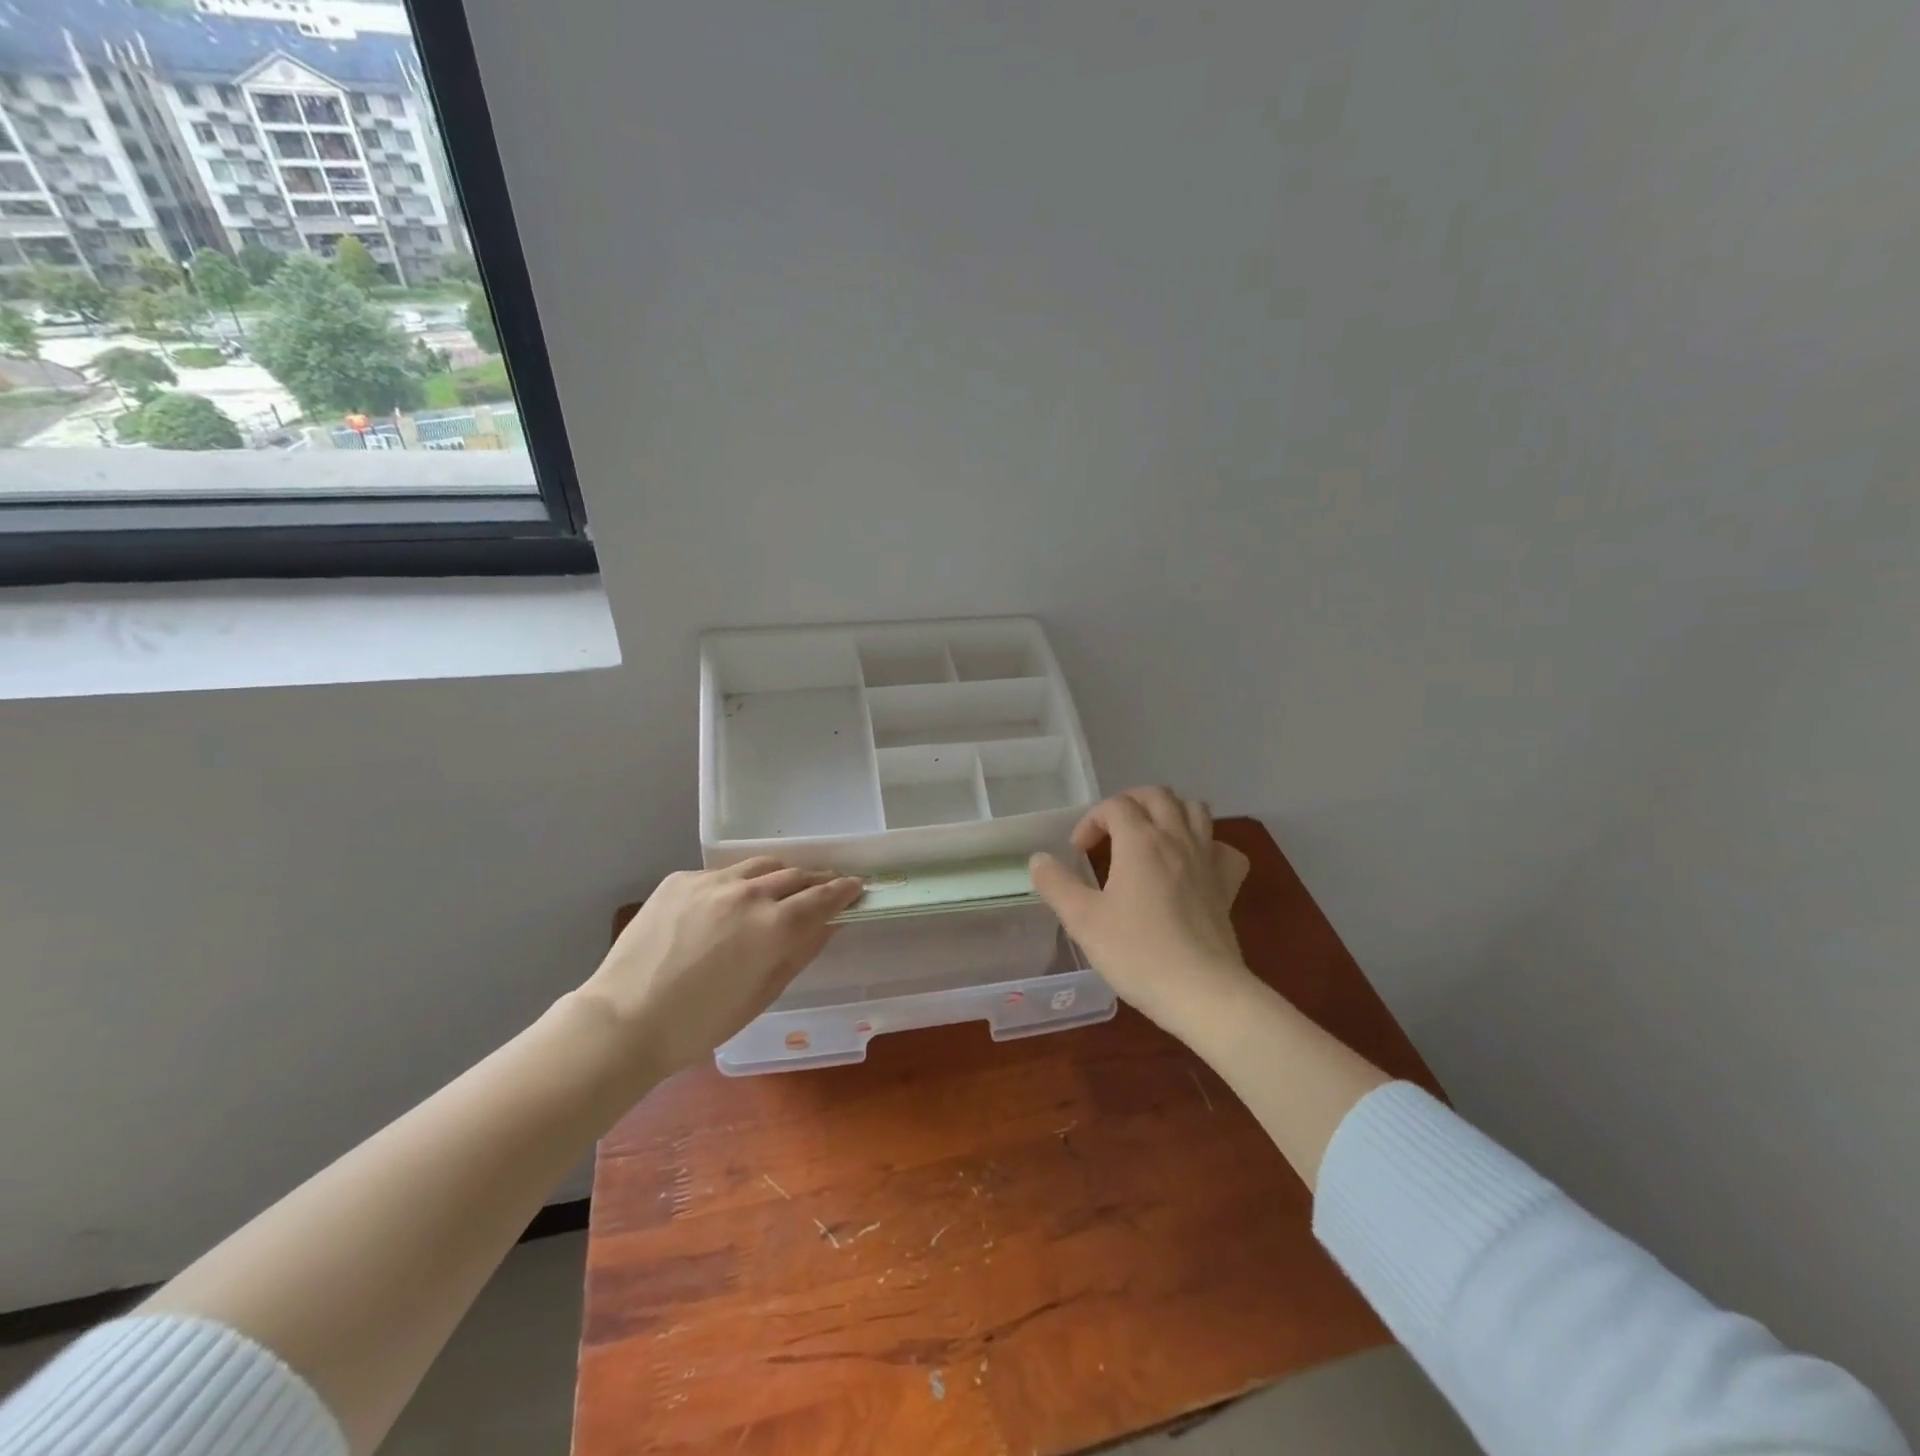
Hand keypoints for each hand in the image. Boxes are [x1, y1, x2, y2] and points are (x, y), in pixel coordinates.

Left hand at [578, 860, 863, 1075]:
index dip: (844, 891)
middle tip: (824, 889)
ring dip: (780, 875)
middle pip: (795, 875)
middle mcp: (748, 893)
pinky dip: (738, 884)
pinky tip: (728, 906)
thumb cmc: (699, 1024)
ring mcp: (711, 882)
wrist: (622, 1021)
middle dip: (816, 881)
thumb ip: (800, 953)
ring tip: (782, 888)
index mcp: (774, 926)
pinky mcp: (681, 880)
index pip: (823, 897)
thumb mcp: (762, 995)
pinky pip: (722, 874)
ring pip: (760, 865)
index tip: (857, 887)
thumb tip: (828, 926)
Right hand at [1030, 788, 1252, 1035]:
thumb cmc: (1137, 953)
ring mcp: (1208, 860)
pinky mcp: (1227, 885)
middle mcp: (1177, 839)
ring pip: (1195, 810)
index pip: (1115, 805)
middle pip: (1157, 795)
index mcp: (1141, 841)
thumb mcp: (1083, 920)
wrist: (1201, 991)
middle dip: (1129, 803)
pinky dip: (1208, 846)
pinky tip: (1193, 865)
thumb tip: (1038, 859)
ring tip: (1150, 835)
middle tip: (1110, 831)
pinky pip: (1224, 849)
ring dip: (1170, 812)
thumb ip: (1056, 884)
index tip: (1078, 852)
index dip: (1091, 821)